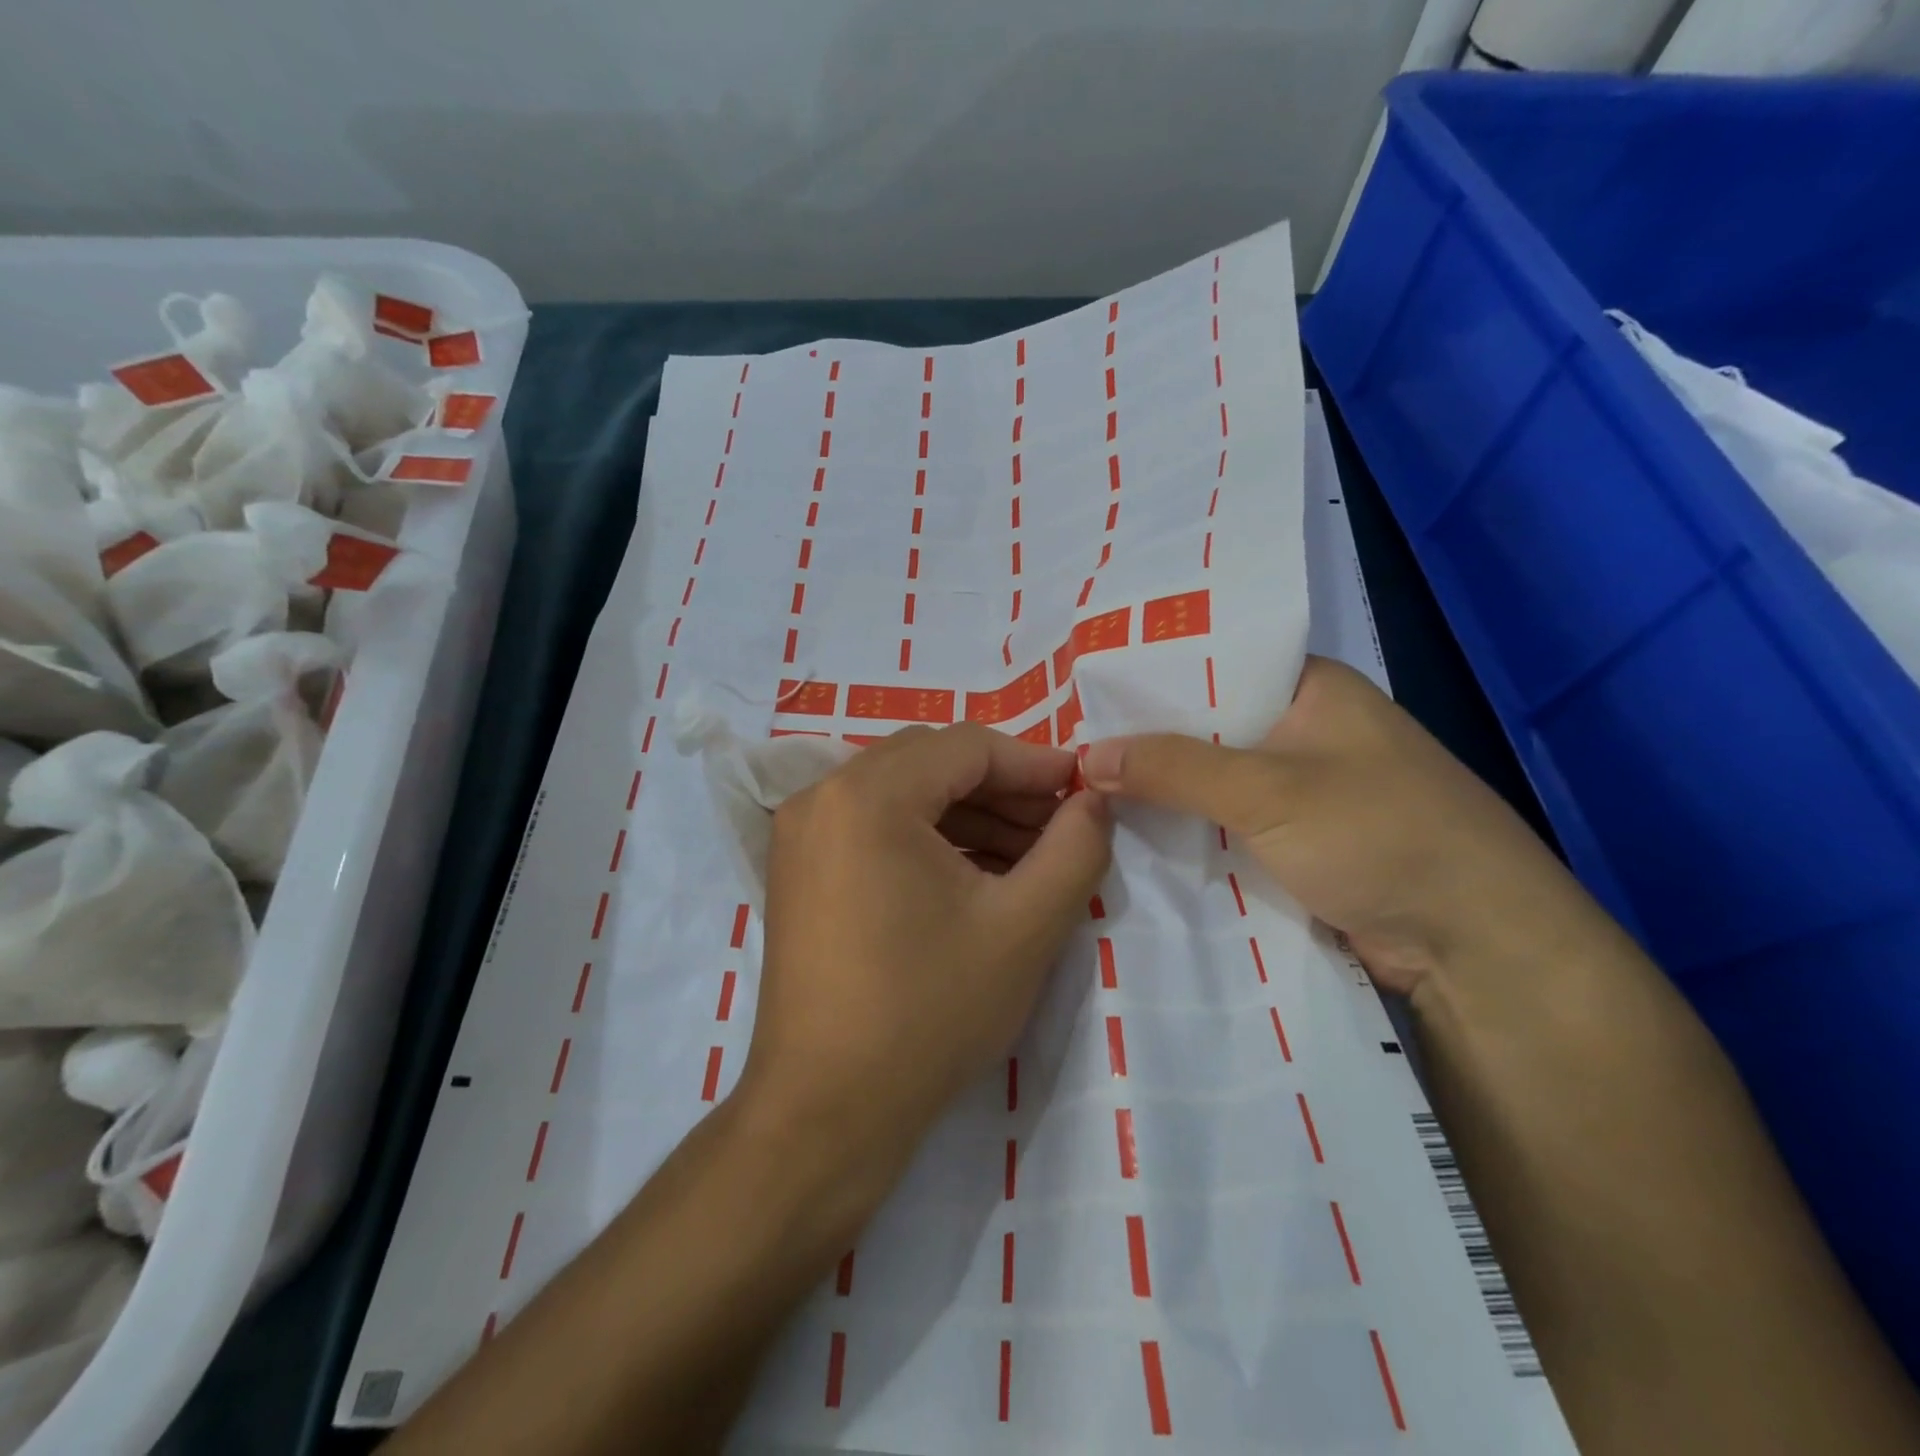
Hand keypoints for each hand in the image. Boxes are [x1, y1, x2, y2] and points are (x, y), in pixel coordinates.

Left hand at [739, 723, 1111, 1211]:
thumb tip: (1094, 801)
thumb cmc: (928, 1012)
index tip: (1083, 791)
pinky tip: (975, 877)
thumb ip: (1075, 849)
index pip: (967, 747)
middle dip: (1002, 790)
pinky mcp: (799, 870)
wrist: (825, 1111)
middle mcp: (822, 796)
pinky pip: (874, 827)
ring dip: (968, 815)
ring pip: (903, 794)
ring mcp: (801, 834)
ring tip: (1028, 858)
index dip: (1034, 764)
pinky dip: (928, 839)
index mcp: (868, 794)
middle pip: (931, 762)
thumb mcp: (1024, 928)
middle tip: (1058, 828)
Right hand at [1081, 656, 1592, 993]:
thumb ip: (1174, 768)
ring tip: (1075, 789)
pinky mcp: (1294, 844)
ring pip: (1208, 782)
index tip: (1076, 695)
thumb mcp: (1270, 790)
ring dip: (1158, 793)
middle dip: (1142, 743)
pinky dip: (1183, 831)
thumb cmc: (1383, 836)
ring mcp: (1298, 791)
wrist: (1478, 946)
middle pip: (1203, 728)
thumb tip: (1086, 756)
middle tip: (1060, 748)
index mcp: (1308, 688)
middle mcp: (1301, 730)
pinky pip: (1222, 826)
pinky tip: (1125, 835)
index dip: (1145, 680)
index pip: (1208, 665)